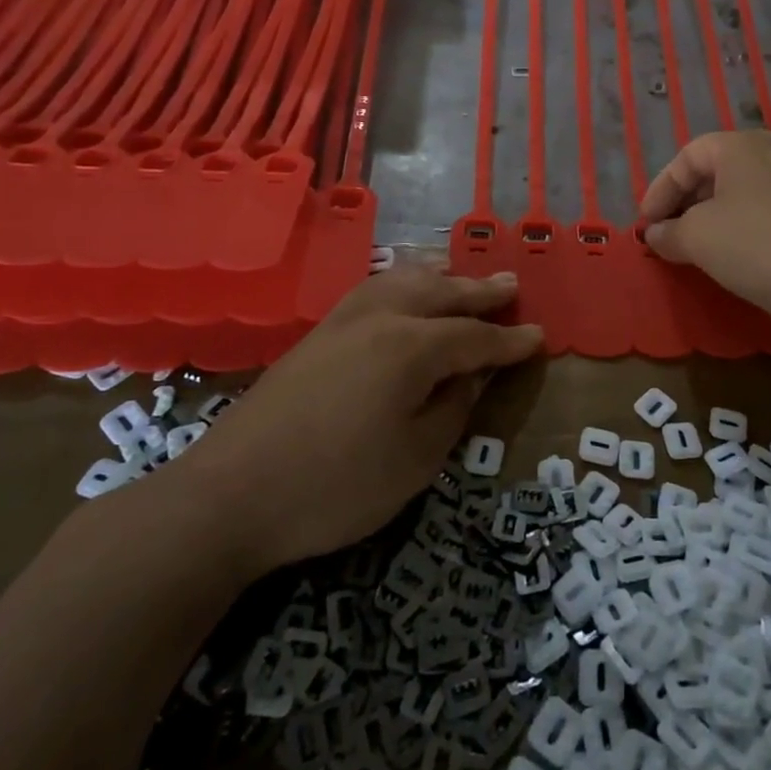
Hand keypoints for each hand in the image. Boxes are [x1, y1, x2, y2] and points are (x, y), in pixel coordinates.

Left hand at [168, 264, 541, 577]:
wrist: (230, 496)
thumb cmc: (336, 487)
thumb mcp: (416, 459)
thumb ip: (453, 408)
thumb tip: (475, 374)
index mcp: (411, 347)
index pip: (474, 337)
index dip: (509, 341)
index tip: (539, 337)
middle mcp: (380, 319)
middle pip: (440, 293)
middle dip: (479, 291)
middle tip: (511, 284)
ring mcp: (341, 322)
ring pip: (400, 281)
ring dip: (438, 276)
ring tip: (459, 273)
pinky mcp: (315, 335)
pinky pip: (371, 290)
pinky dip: (399, 282)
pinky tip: (401, 292)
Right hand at [639, 129, 770, 335]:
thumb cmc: (751, 245)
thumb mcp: (694, 238)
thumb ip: (667, 232)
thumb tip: (655, 235)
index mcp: (741, 145)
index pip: (687, 157)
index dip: (660, 189)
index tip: (646, 223)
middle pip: (717, 170)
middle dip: (686, 202)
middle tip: (668, 233)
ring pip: (743, 192)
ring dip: (713, 216)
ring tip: (698, 246)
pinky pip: (768, 210)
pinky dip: (743, 226)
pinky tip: (736, 255)